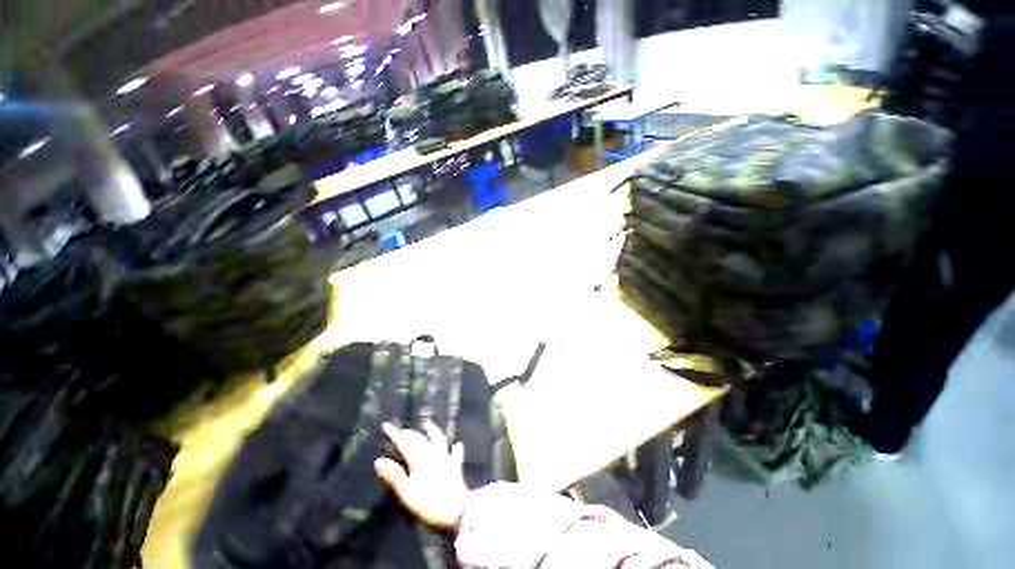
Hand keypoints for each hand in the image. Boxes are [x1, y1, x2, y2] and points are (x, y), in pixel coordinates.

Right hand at [374, 421, 469, 529]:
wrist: (457, 509)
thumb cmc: (429, 503)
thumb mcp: (407, 493)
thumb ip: (394, 476)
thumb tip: (379, 461)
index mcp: (420, 460)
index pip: (405, 444)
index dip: (395, 435)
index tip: (386, 425)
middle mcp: (433, 455)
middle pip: (421, 441)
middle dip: (411, 434)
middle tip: (404, 430)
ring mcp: (446, 459)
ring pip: (439, 440)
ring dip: (433, 431)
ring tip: (428, 424)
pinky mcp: (456, 467)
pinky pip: (456, 454)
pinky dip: (455, 448)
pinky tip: (457, 444)